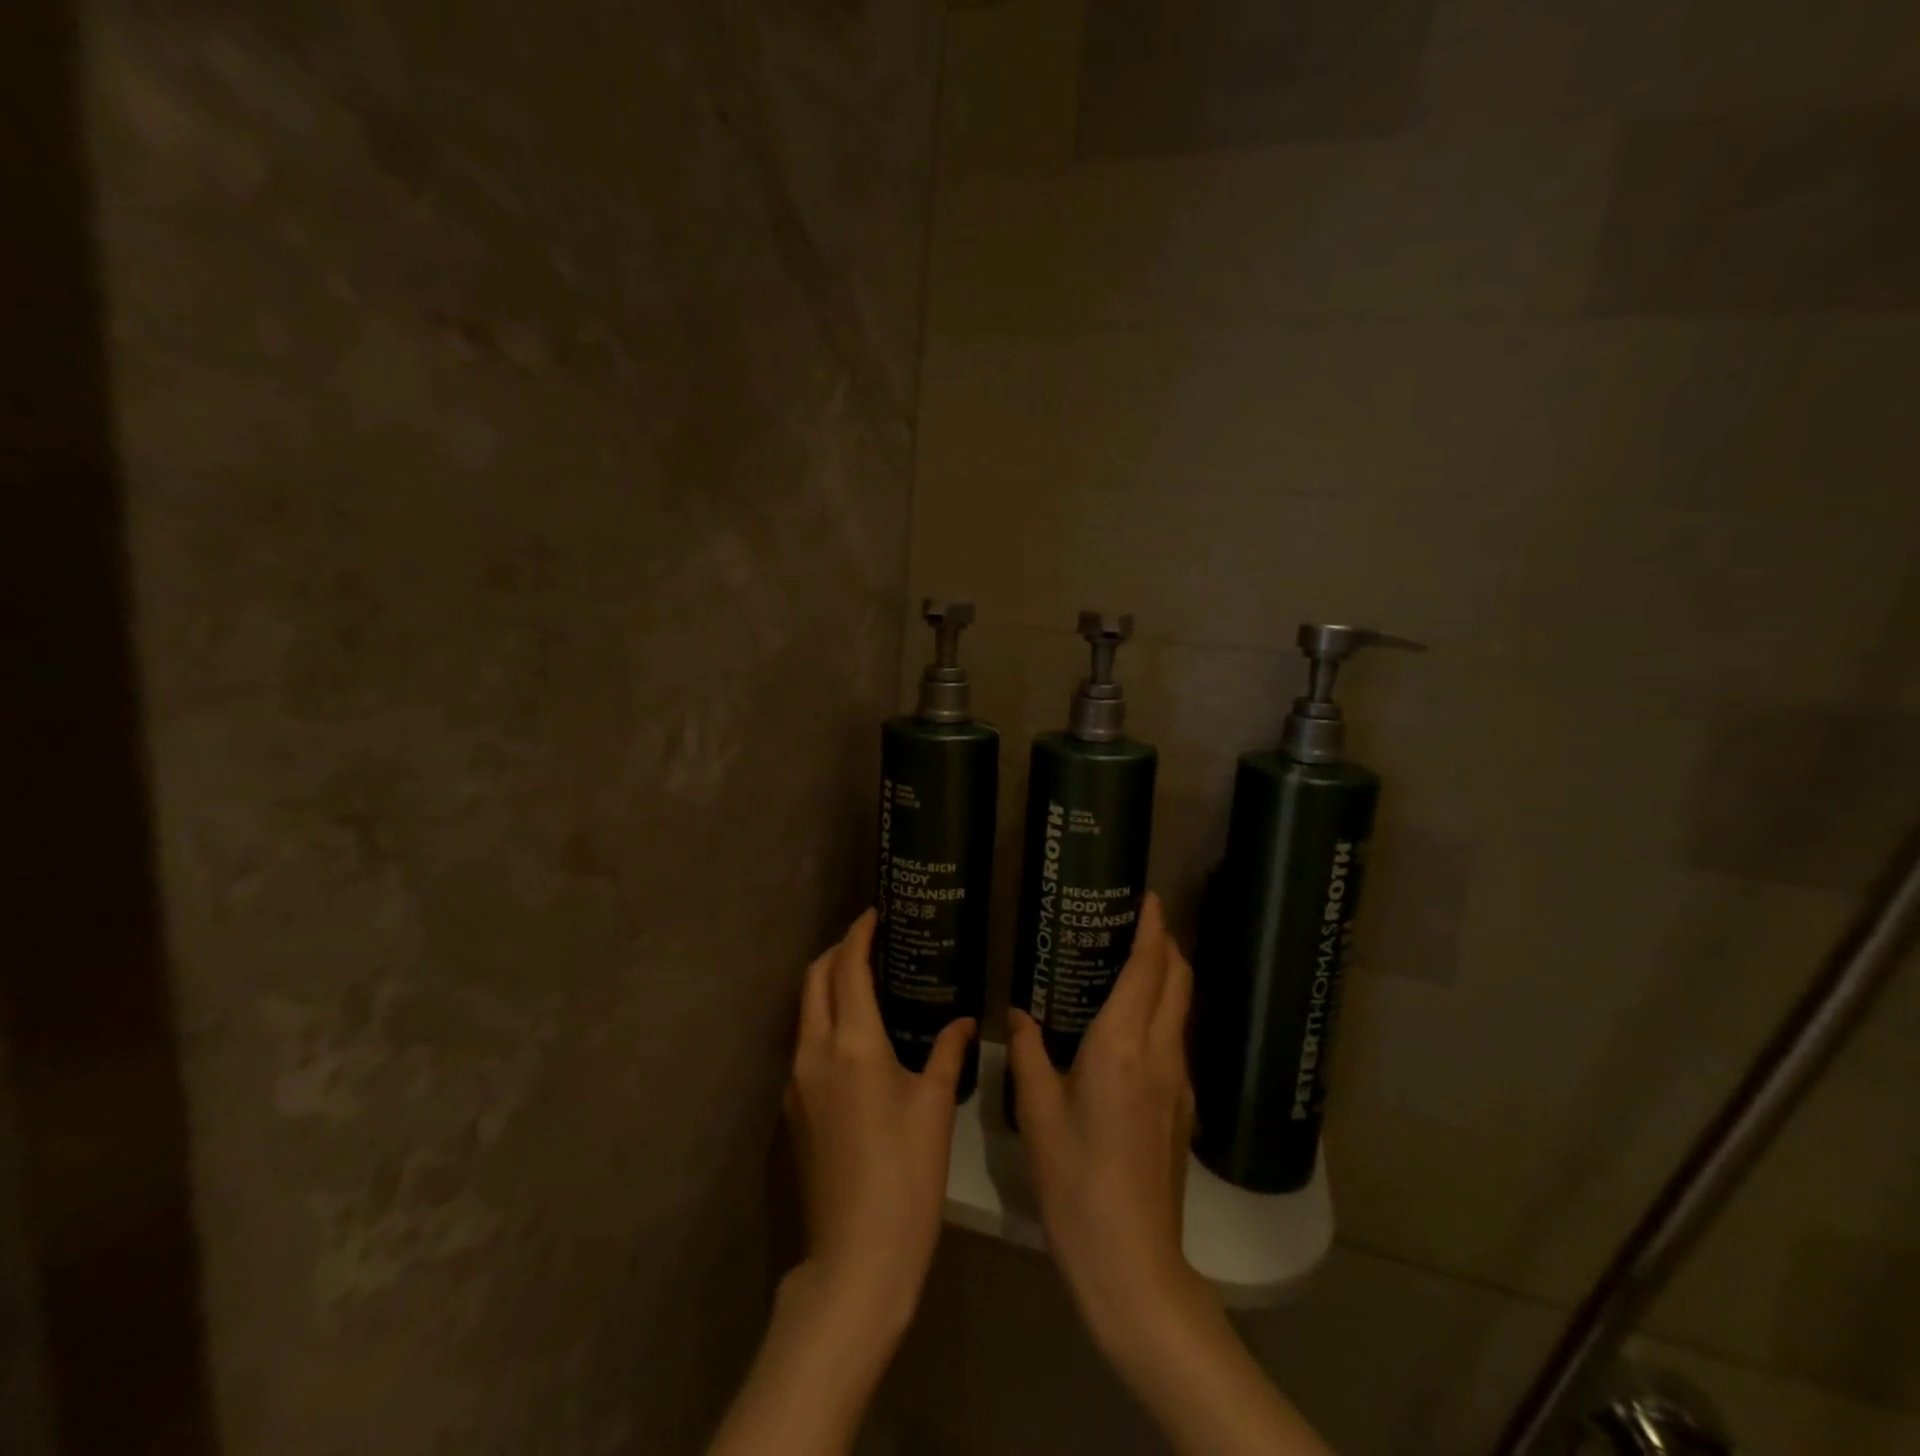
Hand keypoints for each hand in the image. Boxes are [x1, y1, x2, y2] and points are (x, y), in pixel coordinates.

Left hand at [785, 909, 973, 1338]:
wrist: (856, 1255)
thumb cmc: (906, 1175)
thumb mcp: (934, 1107)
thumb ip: (948, 1052)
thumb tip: (964, 1021)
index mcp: (853, 1044)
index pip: (847, 968)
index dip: (859, 934)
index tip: (875, 913)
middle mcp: (814, 1051)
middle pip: (814, 979)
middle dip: (836, 951)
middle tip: (870, 941)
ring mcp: (796, 1080)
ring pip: (804, 1010)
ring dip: (826, 984)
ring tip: (864, 981)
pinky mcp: (791, 1107)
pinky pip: (804, 1042)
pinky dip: (823, 1019)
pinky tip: (853, 1036)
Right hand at [1008, 892, 1203, 1354]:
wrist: (1131, 1261)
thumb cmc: (1075, 1179)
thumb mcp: (1037, 1112)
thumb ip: (1028, 1052)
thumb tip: (1017, 1013)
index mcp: (1122, 1045)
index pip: (1149, 969)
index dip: (1154, 928)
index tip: (1150, 898)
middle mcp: (1161, 1054)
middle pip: (1179, 981)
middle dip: (1168, 945)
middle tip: (1139, 923)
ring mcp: (1180, 1084)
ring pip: (1182, 1011)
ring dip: (1167, 979)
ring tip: (1132, 966)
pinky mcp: (1183, 1110)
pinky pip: (1177, 1042)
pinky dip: (1164, 1015)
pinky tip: (1132, 1031)